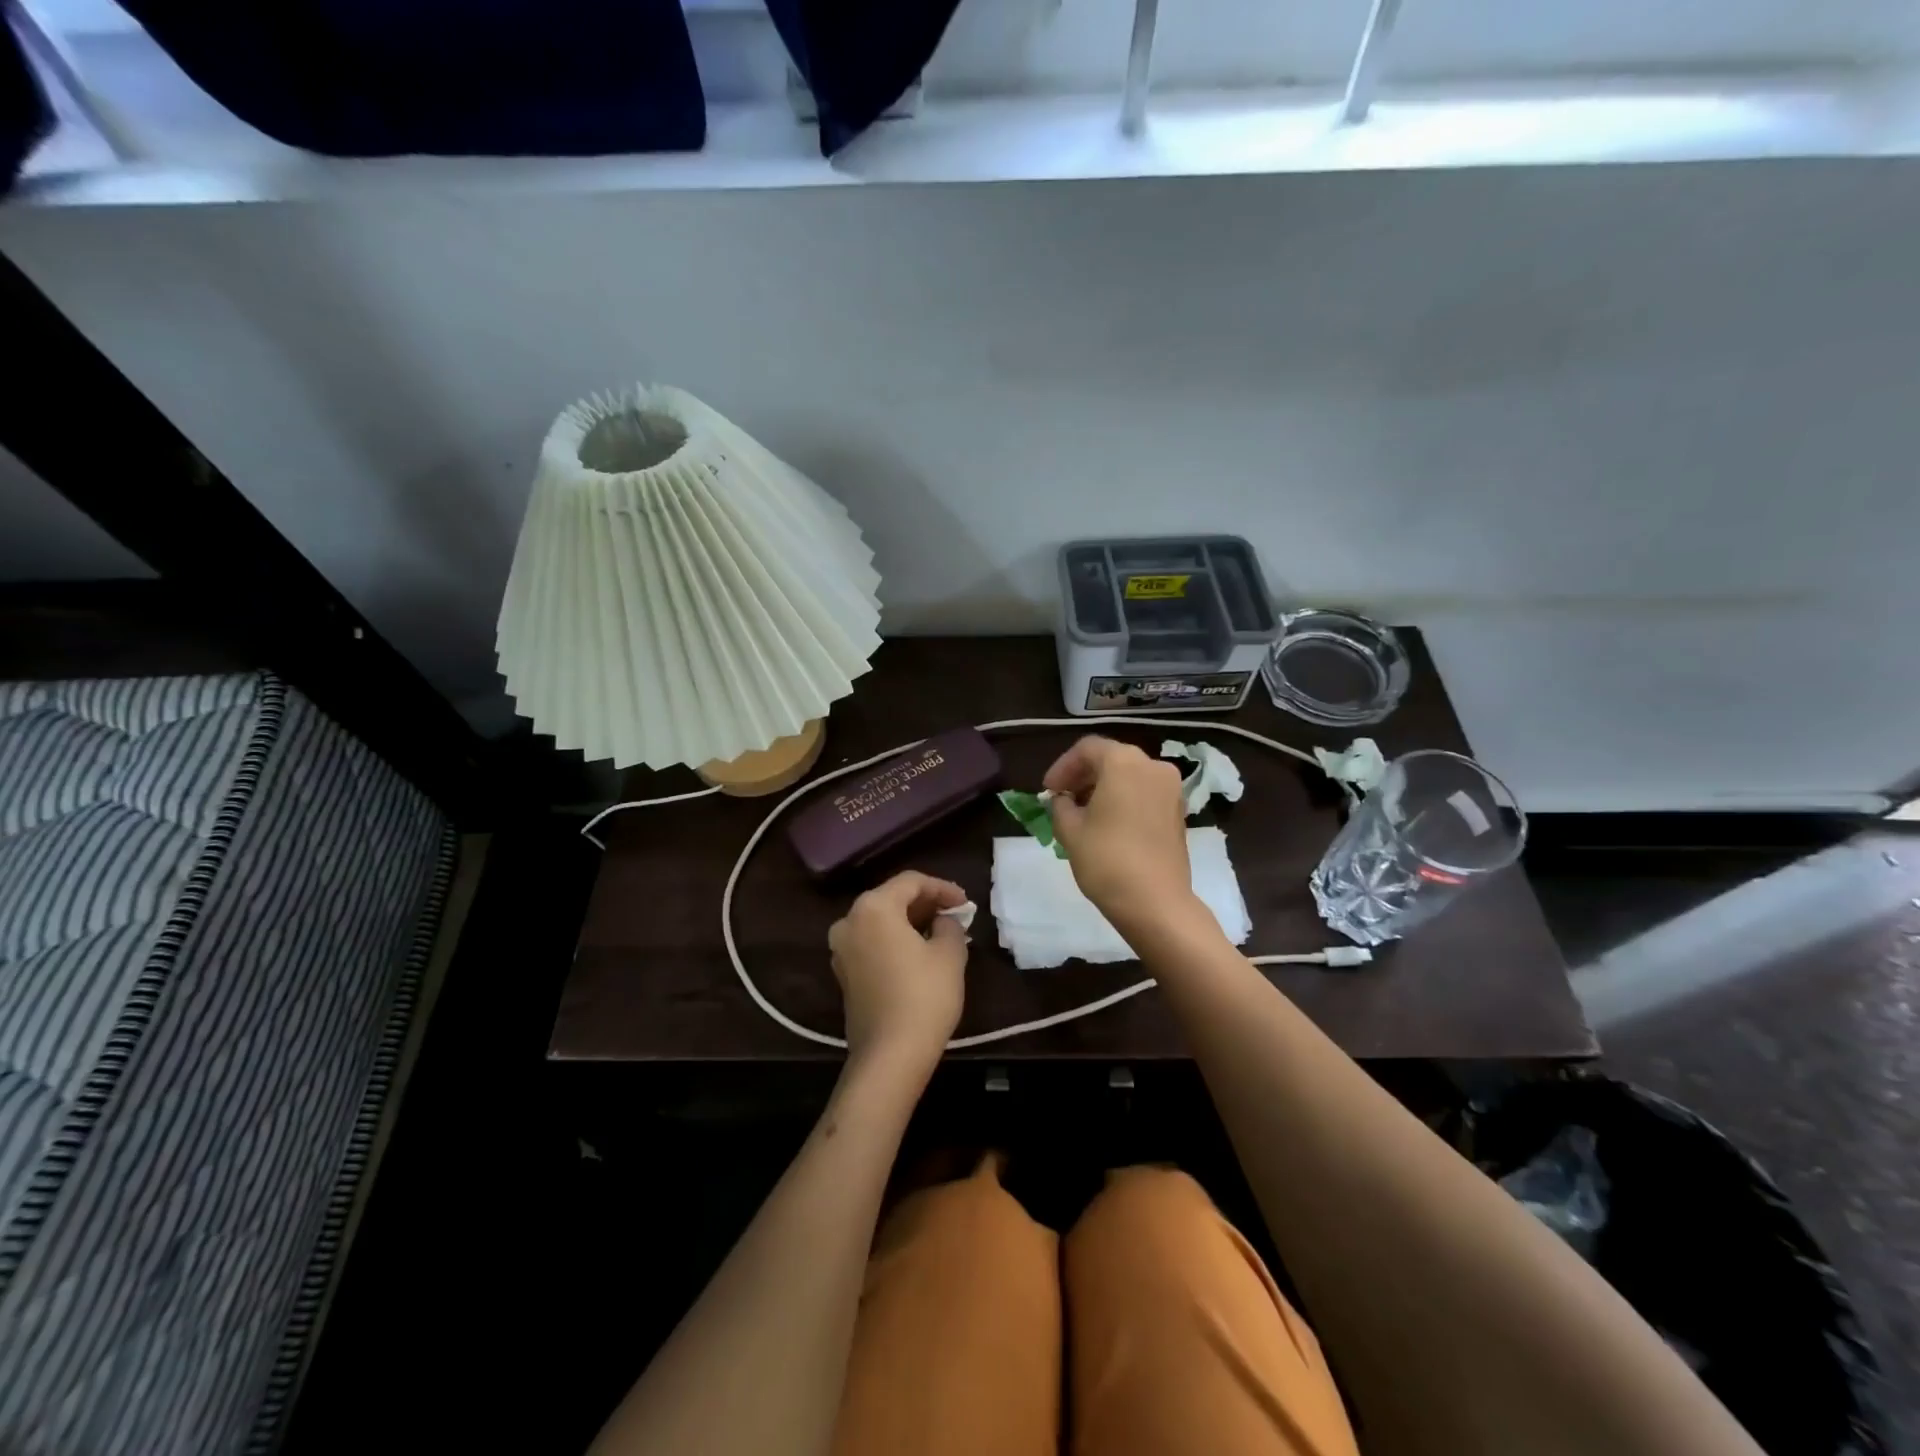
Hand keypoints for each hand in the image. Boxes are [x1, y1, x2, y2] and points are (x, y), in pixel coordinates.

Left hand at [828, 871, 969, 1069]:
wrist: (889, 1055)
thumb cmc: (924, 996)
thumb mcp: (950, 954)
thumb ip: (949, 925)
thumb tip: (943, 920)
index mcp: (873, 907)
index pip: (911, 882)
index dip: (942, 888)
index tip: (965, 903)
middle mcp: (849, 920)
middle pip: (891, 898)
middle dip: (925, 903)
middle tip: (955, 914)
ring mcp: (841, 949)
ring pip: (880, 921)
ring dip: (910, 922)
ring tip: (941, 931)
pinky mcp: (844, 973)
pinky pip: (872, 942)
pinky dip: (894, 940)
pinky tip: (919, 951)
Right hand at [1044, 736, 1196, 931]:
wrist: (1156, 902)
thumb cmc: (1107, 860)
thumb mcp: (1070, 830)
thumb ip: (1061, 806)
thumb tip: (1064, 800)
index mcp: (1124, 762)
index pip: (1087, 749)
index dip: (1063, 767)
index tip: (1048, 791)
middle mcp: (1152, 766)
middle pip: (1111, 758)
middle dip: (1083, 776)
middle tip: (1062, 799)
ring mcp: (1171, 788)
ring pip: (1130, 775)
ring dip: (1104, 787)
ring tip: (1083, 813)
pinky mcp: (1178, 811)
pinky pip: (1145, 792)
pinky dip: (1124, 799)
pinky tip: (1108, 823)